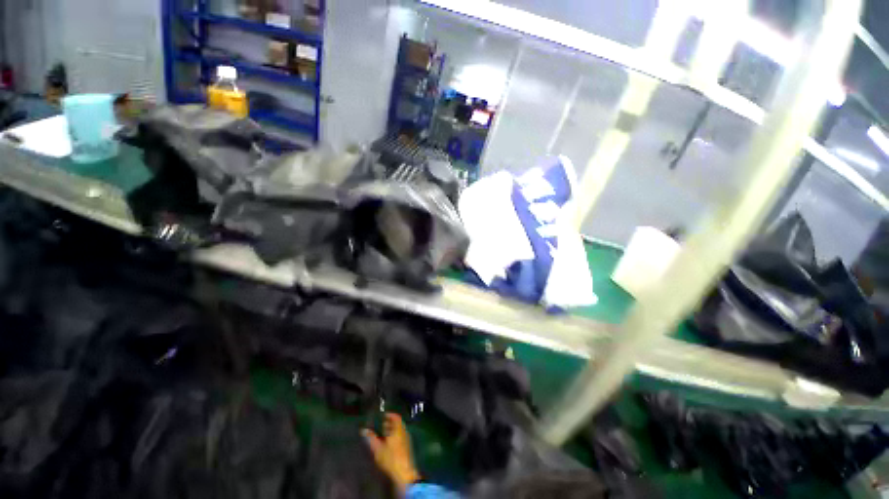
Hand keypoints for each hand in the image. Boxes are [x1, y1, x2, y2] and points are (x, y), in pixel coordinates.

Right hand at [363, 413, 420, 495]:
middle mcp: (404, 432)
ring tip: (384, 434)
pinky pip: (401, 436)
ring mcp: (407, 439)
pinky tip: (389, 442)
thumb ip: (371, 438)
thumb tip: (363, 430)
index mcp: (398, 429)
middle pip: (398, 423)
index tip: (384, 415)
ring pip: (400, 430)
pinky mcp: (407, 446)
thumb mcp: (378, 448)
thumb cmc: (390, 458)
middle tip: (382, 425)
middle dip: (390, 423)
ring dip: (393, 430)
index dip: (390, 415)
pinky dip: (396, 435)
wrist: (403, 472)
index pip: (396, 417)